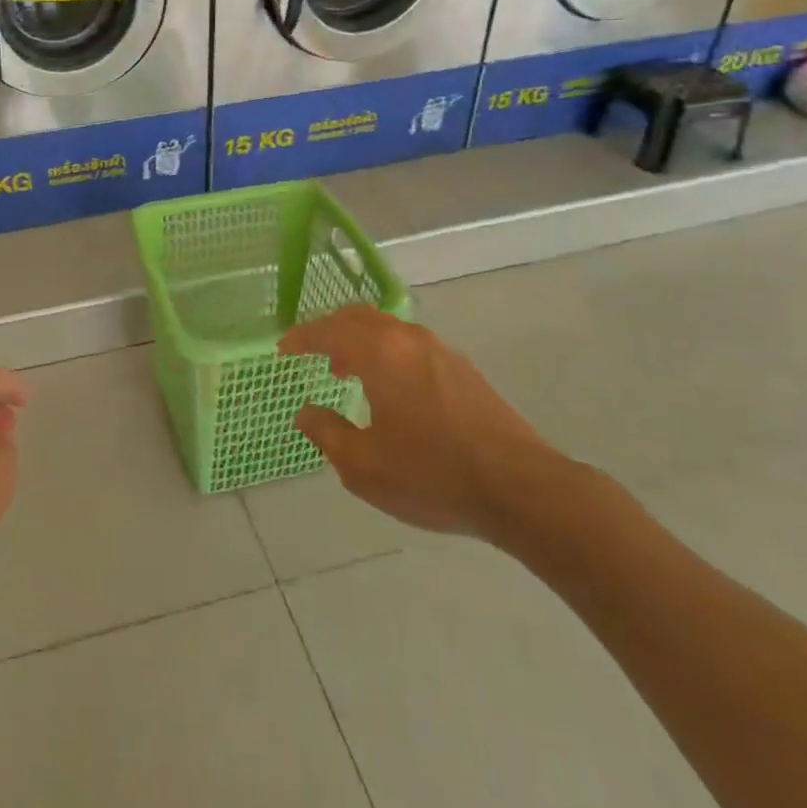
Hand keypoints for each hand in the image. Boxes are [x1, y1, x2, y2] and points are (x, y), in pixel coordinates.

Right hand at [280, 305, 563, 542]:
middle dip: (330, 331)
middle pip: (359, 317)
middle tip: (313, 353)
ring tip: (348, 372)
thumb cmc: (433, 475)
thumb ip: (327, 434)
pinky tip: (392, 390)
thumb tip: (306, 412)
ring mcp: (441, 351)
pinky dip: (388, 353)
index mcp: (379, 353)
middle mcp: (408, 339)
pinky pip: (411, 345)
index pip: (328, 331)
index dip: (301, 338)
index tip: (283, 350)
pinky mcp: (465, 370)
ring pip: (388, 328)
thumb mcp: (364, 466)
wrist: (523, 490)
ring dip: (361, 341)